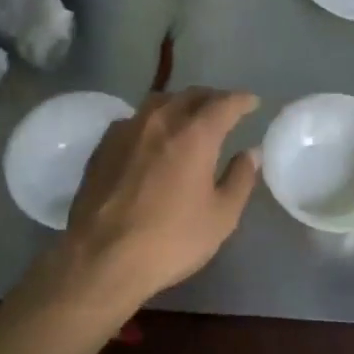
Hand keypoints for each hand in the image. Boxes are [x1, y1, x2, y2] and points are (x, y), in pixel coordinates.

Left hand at [59, 88, 260, 306]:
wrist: (101, 257)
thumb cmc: (170, 240)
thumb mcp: (221, 217)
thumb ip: (239, 179)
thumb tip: (250, 153)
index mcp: (194, 134)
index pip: (224, 103)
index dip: (241, 100)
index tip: (252, 102)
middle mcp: (159, 121)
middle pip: (189, 95)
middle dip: (211, 98)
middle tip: (223, 109)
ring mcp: (126, 131)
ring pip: (158, 103)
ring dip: (179, 104)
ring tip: (187, 118)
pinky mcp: (102, 146)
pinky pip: (134, 121)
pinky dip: (151, 122)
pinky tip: (152, 140)